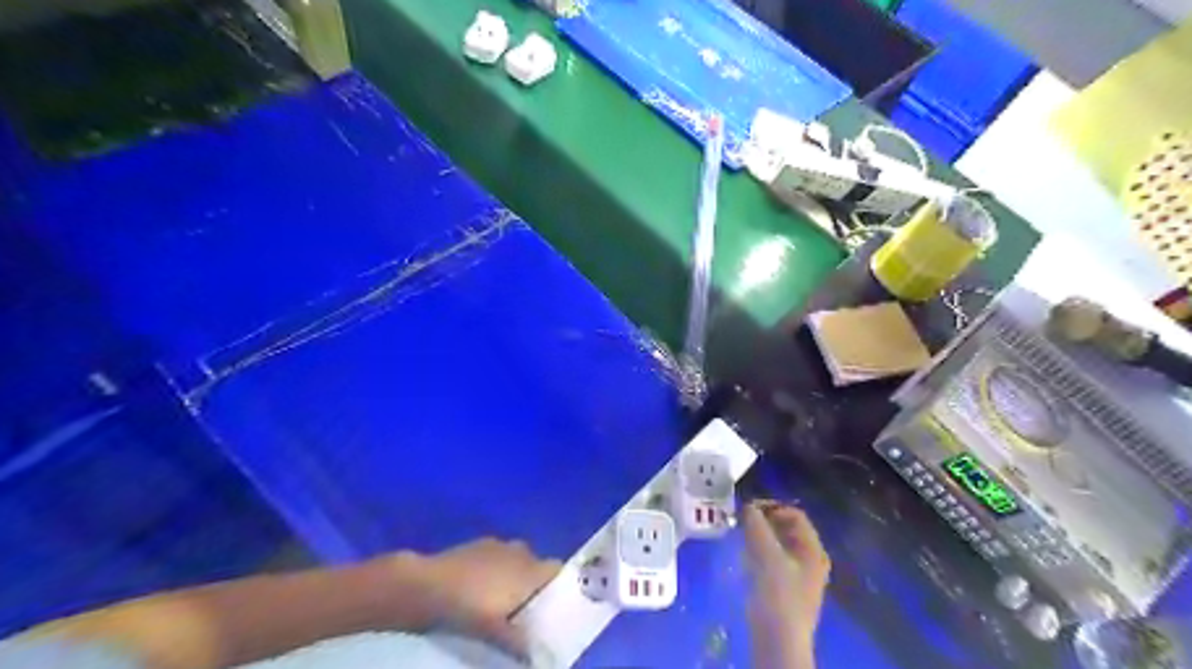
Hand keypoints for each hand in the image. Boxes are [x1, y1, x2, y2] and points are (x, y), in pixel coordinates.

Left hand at [415, 538, 561, 653]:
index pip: (558, 571)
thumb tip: (537, 655)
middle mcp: (521, 551)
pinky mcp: (479, 544)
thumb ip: (519, 641)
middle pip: (538, 566)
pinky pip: (497, 557)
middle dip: (534, 586)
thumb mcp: (496, 631)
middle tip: (526, 611)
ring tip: (502, 602)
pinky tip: (480, 589)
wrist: (427, 585)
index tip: (554, 607)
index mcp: (531, 569)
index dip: (559, 587)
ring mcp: (499, 544)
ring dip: (514, 577)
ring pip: (517, 560)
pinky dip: (495, 571)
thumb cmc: (468, 606)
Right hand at [743, 502, 829, 668]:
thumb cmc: (778, 594)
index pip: (795, 515)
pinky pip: (774, 560)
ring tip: (741, 536)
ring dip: (760, 536)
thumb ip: (757, 526)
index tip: (748, 509)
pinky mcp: (786, 589)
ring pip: (779, 545)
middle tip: (742, 521)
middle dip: (764, 521)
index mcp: (814, 550)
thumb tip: (748, 506)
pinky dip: (760, 552)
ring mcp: (800, 576)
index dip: (772, 507)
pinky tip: (745, 556)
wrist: (778, 641)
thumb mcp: (767, 555)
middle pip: (788, 529)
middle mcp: (811, 560)